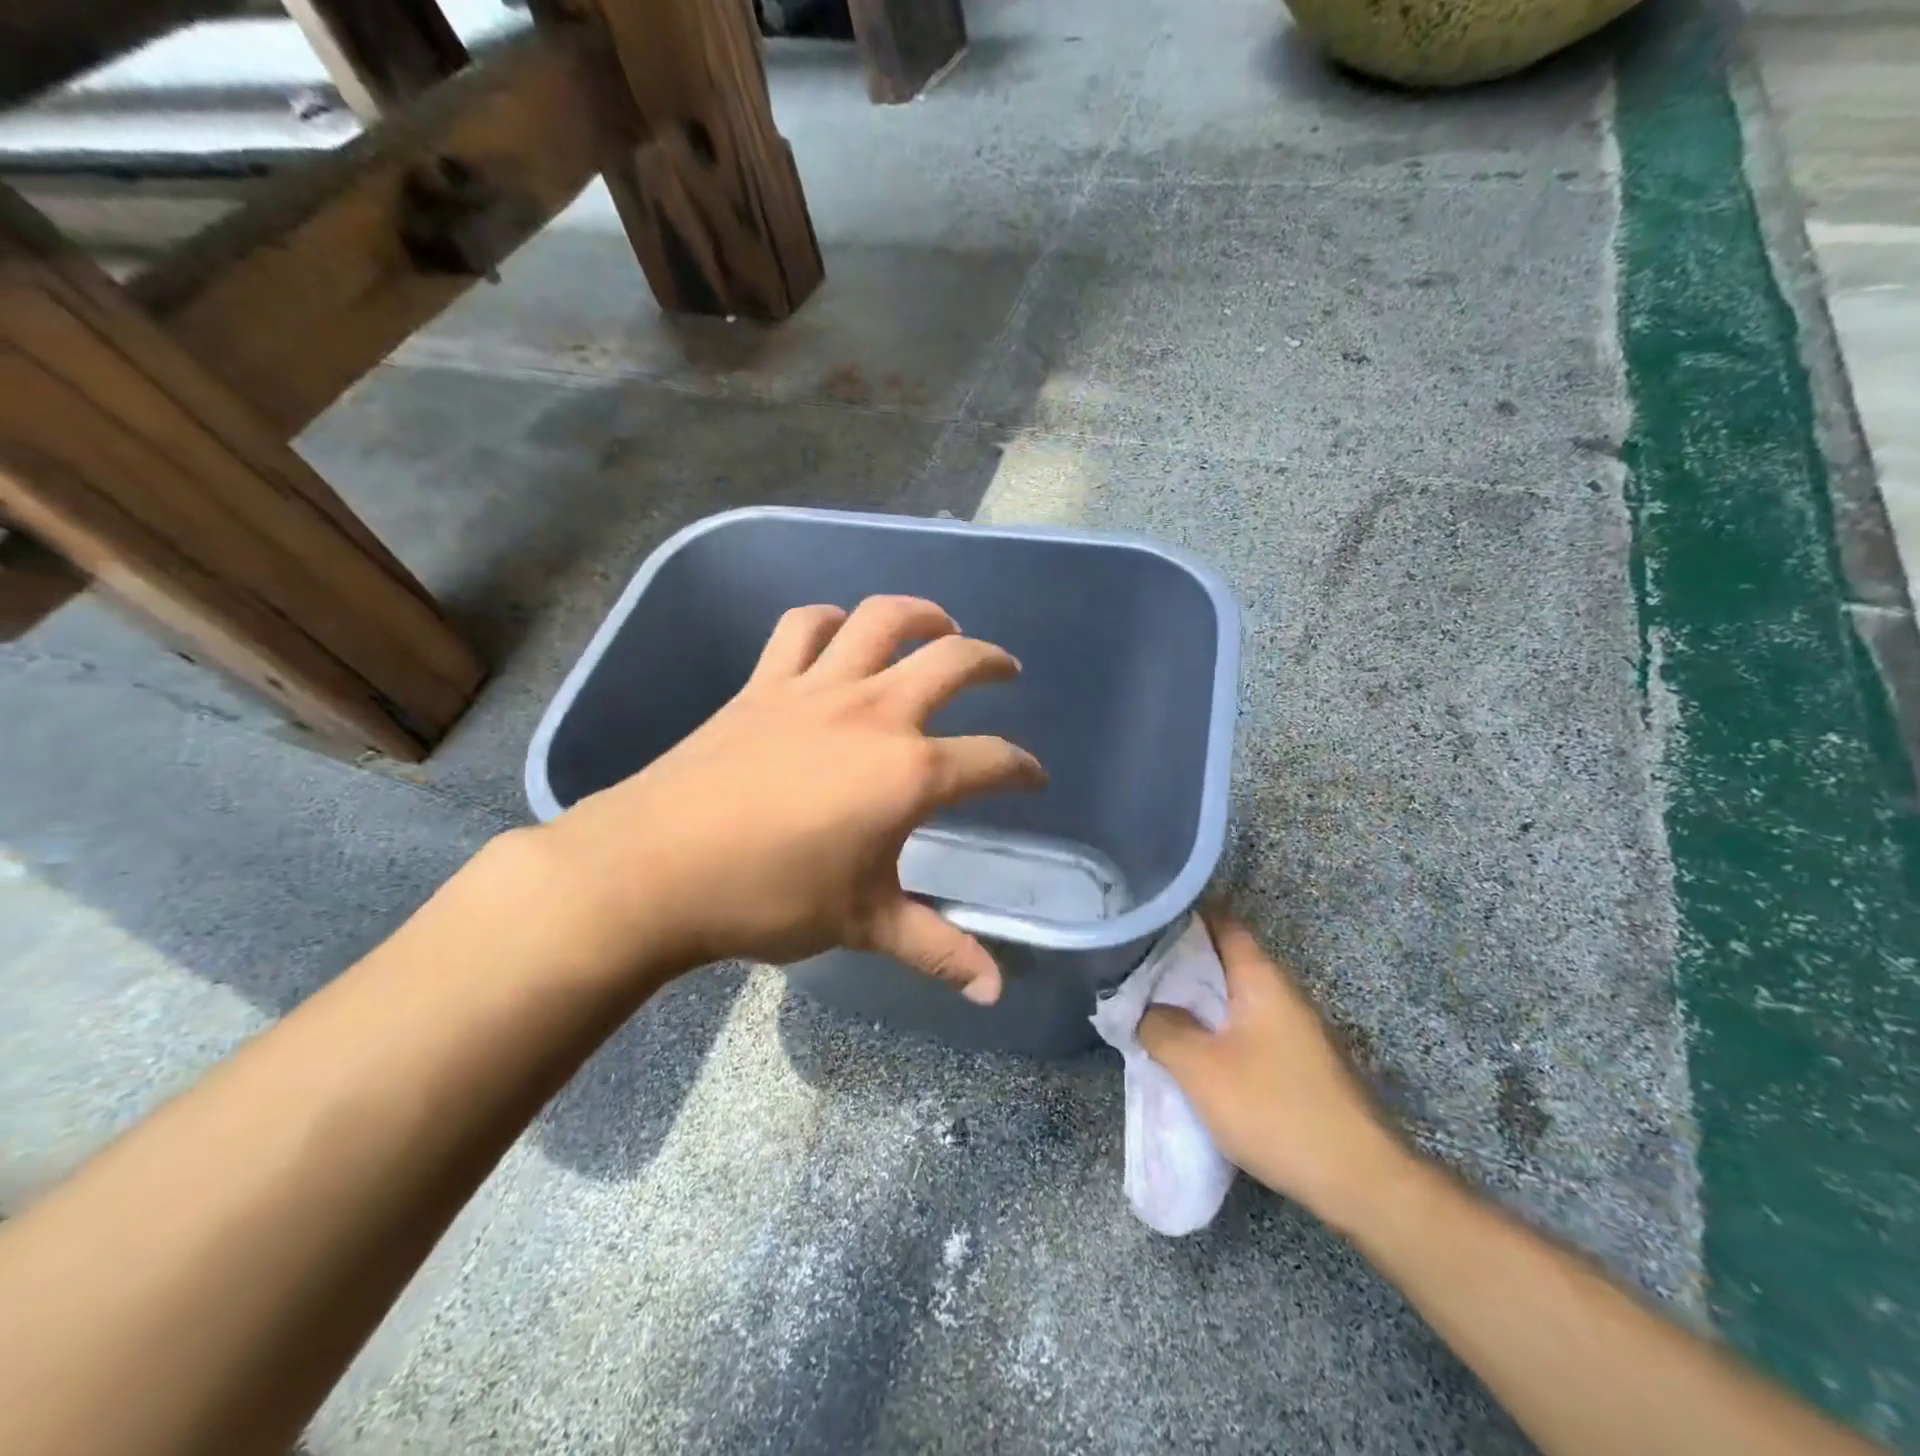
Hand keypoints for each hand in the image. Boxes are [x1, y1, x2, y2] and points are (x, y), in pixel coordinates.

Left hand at [530, 596, 1046, 1002]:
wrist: (657, 869)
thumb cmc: (770, 898)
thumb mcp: (865, 924)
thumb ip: (937, 950)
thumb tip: (994, 992)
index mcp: (909, 773)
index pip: (991, 761)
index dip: (1023, 769)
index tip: (1033, 778)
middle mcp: (874, 714)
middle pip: (953, 662)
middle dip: (992, 661)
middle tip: (1007, 671)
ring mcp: (817, 689)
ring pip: (881, 621)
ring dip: (920, 614)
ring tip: (940, 624)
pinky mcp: (765, 683)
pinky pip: (802, 628)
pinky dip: (828, 621)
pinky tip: (840, 631)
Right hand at [1139, 909, 1408, 1227]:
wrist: (1360, 1181)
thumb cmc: (1276, 1110)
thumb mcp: (1201, 1070)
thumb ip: (1163, 1029)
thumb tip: (1145, 1009)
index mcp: (1262, 978)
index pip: (1221, 922)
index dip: (1183, 914)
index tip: (1145, 919)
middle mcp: (1282, 992)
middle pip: (1225, 958)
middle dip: (1181, 961)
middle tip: (1135, 966)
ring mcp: (1295, 1027)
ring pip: (1235, 997)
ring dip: (1197, 999)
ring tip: (1153, 1006)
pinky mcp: (1299, 1061)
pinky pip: (1247, 1026)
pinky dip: (1216, 1027)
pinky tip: (1193, 1048)